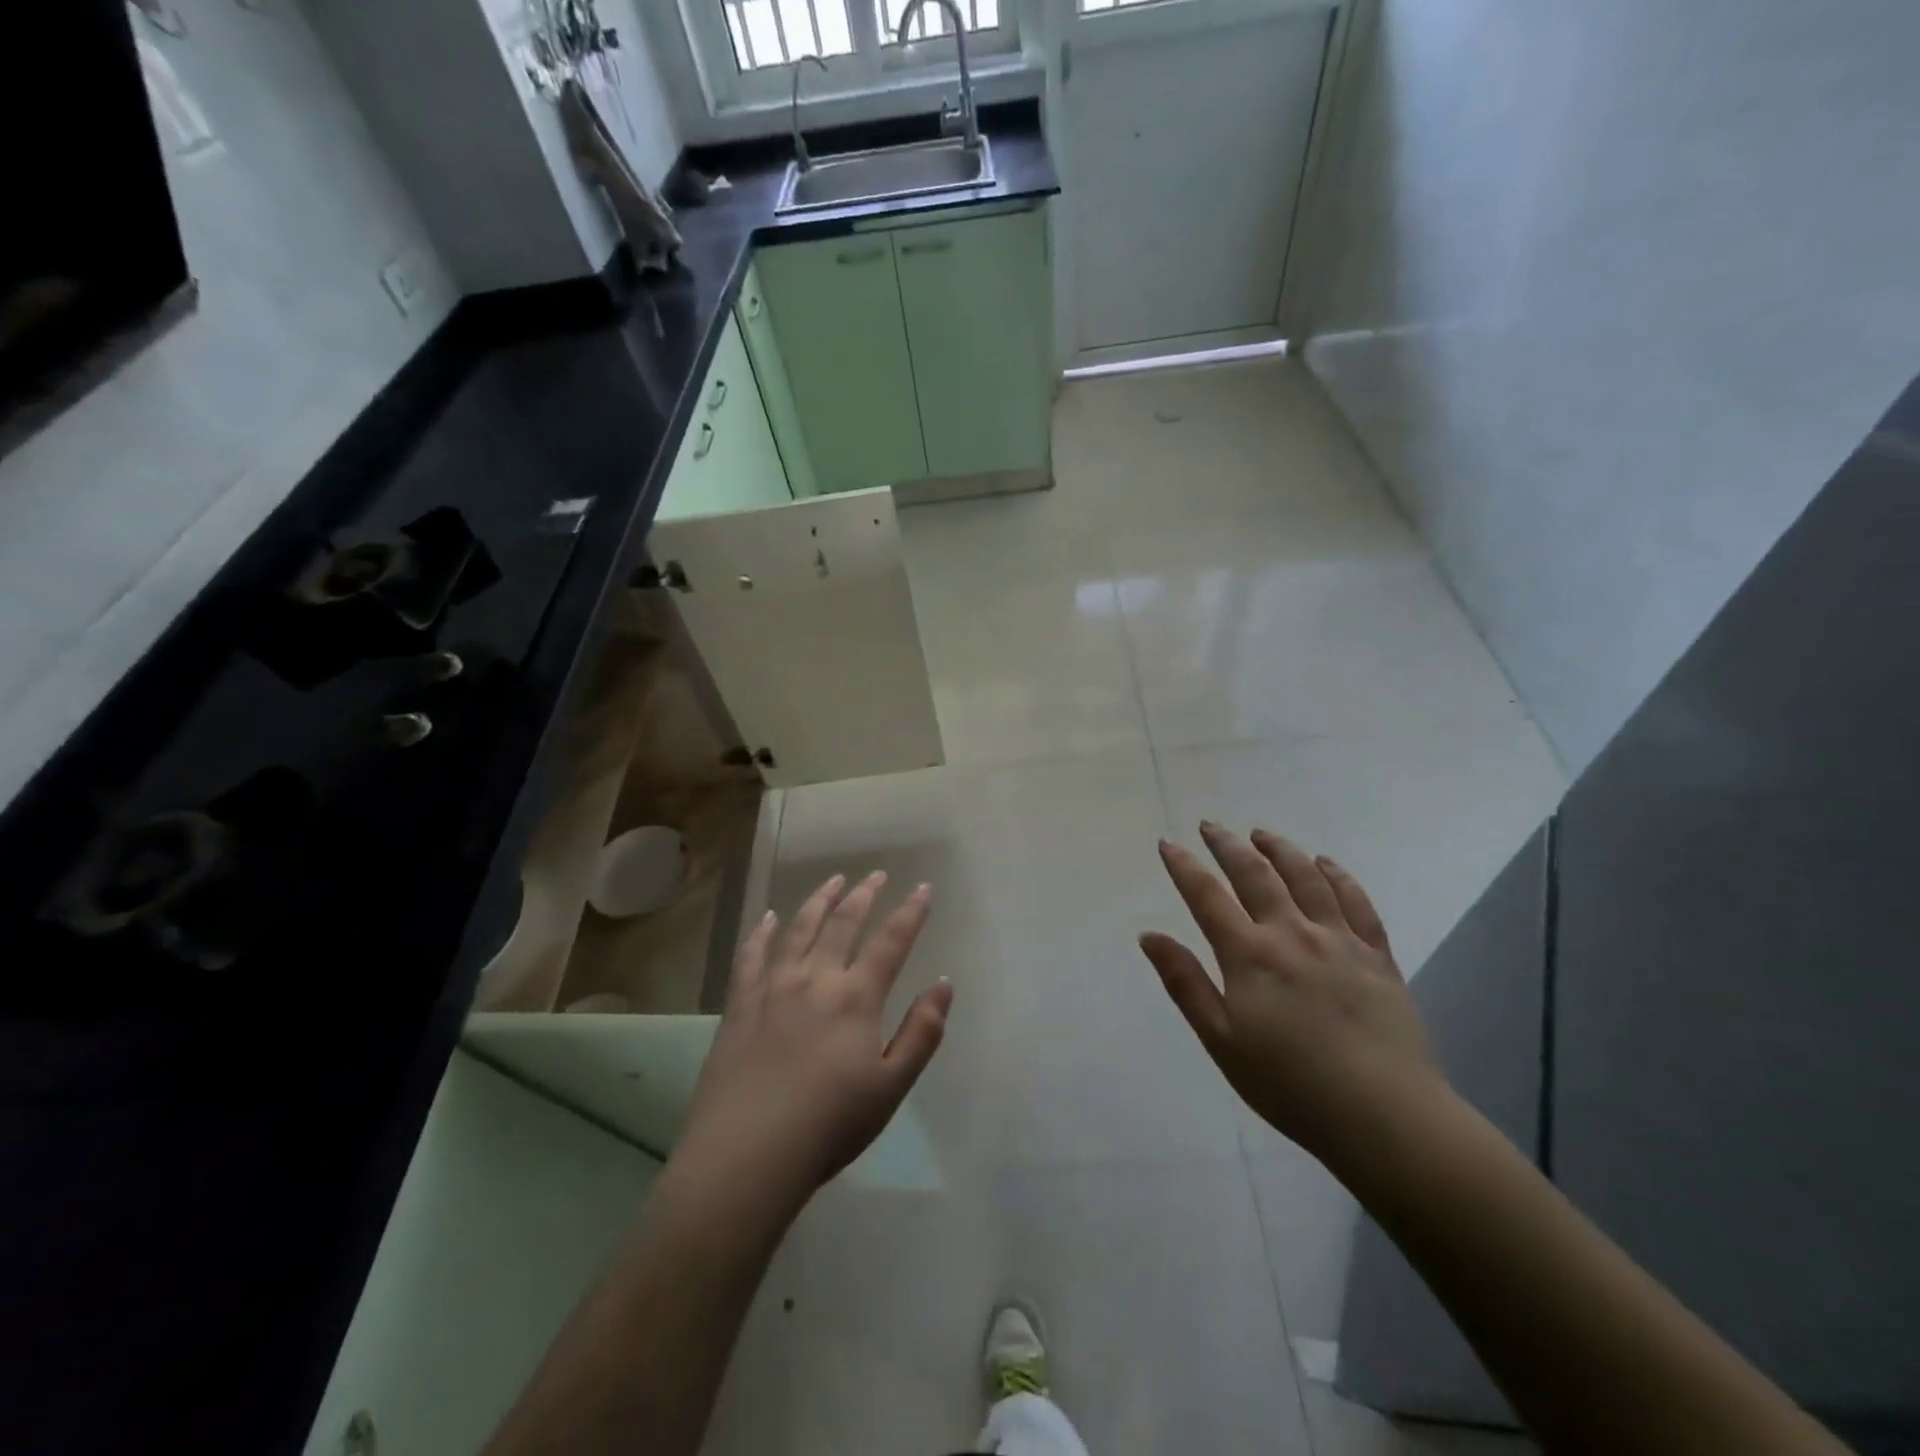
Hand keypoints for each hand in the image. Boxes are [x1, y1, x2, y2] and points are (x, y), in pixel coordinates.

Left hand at [677, 871, 951, 1207]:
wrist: (748, 1154)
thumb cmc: (829, 1125)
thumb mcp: (891, 1086)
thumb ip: (921, 1032)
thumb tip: (943, 984)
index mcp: (856, 998)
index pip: (891, 941)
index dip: (910, 912)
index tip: (923, 888)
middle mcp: (816, 979)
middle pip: (843, 923)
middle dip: (864, 895)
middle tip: (875, 875)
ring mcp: (773, 987)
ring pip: (799, 929)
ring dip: (819, 900)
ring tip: (832, 880)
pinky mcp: (739, 1004)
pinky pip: (751, 956)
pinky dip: (762, 932)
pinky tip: (769, 919)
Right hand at [1141, 822, 1446, 1168]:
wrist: (1385, 1117)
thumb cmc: (1290, 1085)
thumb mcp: (1221, 1041)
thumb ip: (1185, 983)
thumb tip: (1149, 935)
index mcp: (1250, 955)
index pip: (1207, 896)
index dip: (1184, 867)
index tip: (1168, 843)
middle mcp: (1292, 934)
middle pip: (1255, 875)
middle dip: (1228, 846)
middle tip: (1210, 826)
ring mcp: (1339, 940)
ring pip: (1306, 878)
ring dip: (1280, 850)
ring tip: (1262, 834)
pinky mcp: (1377, 955)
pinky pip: (1356, 902)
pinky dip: (1338, 876)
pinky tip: (1325, 863)